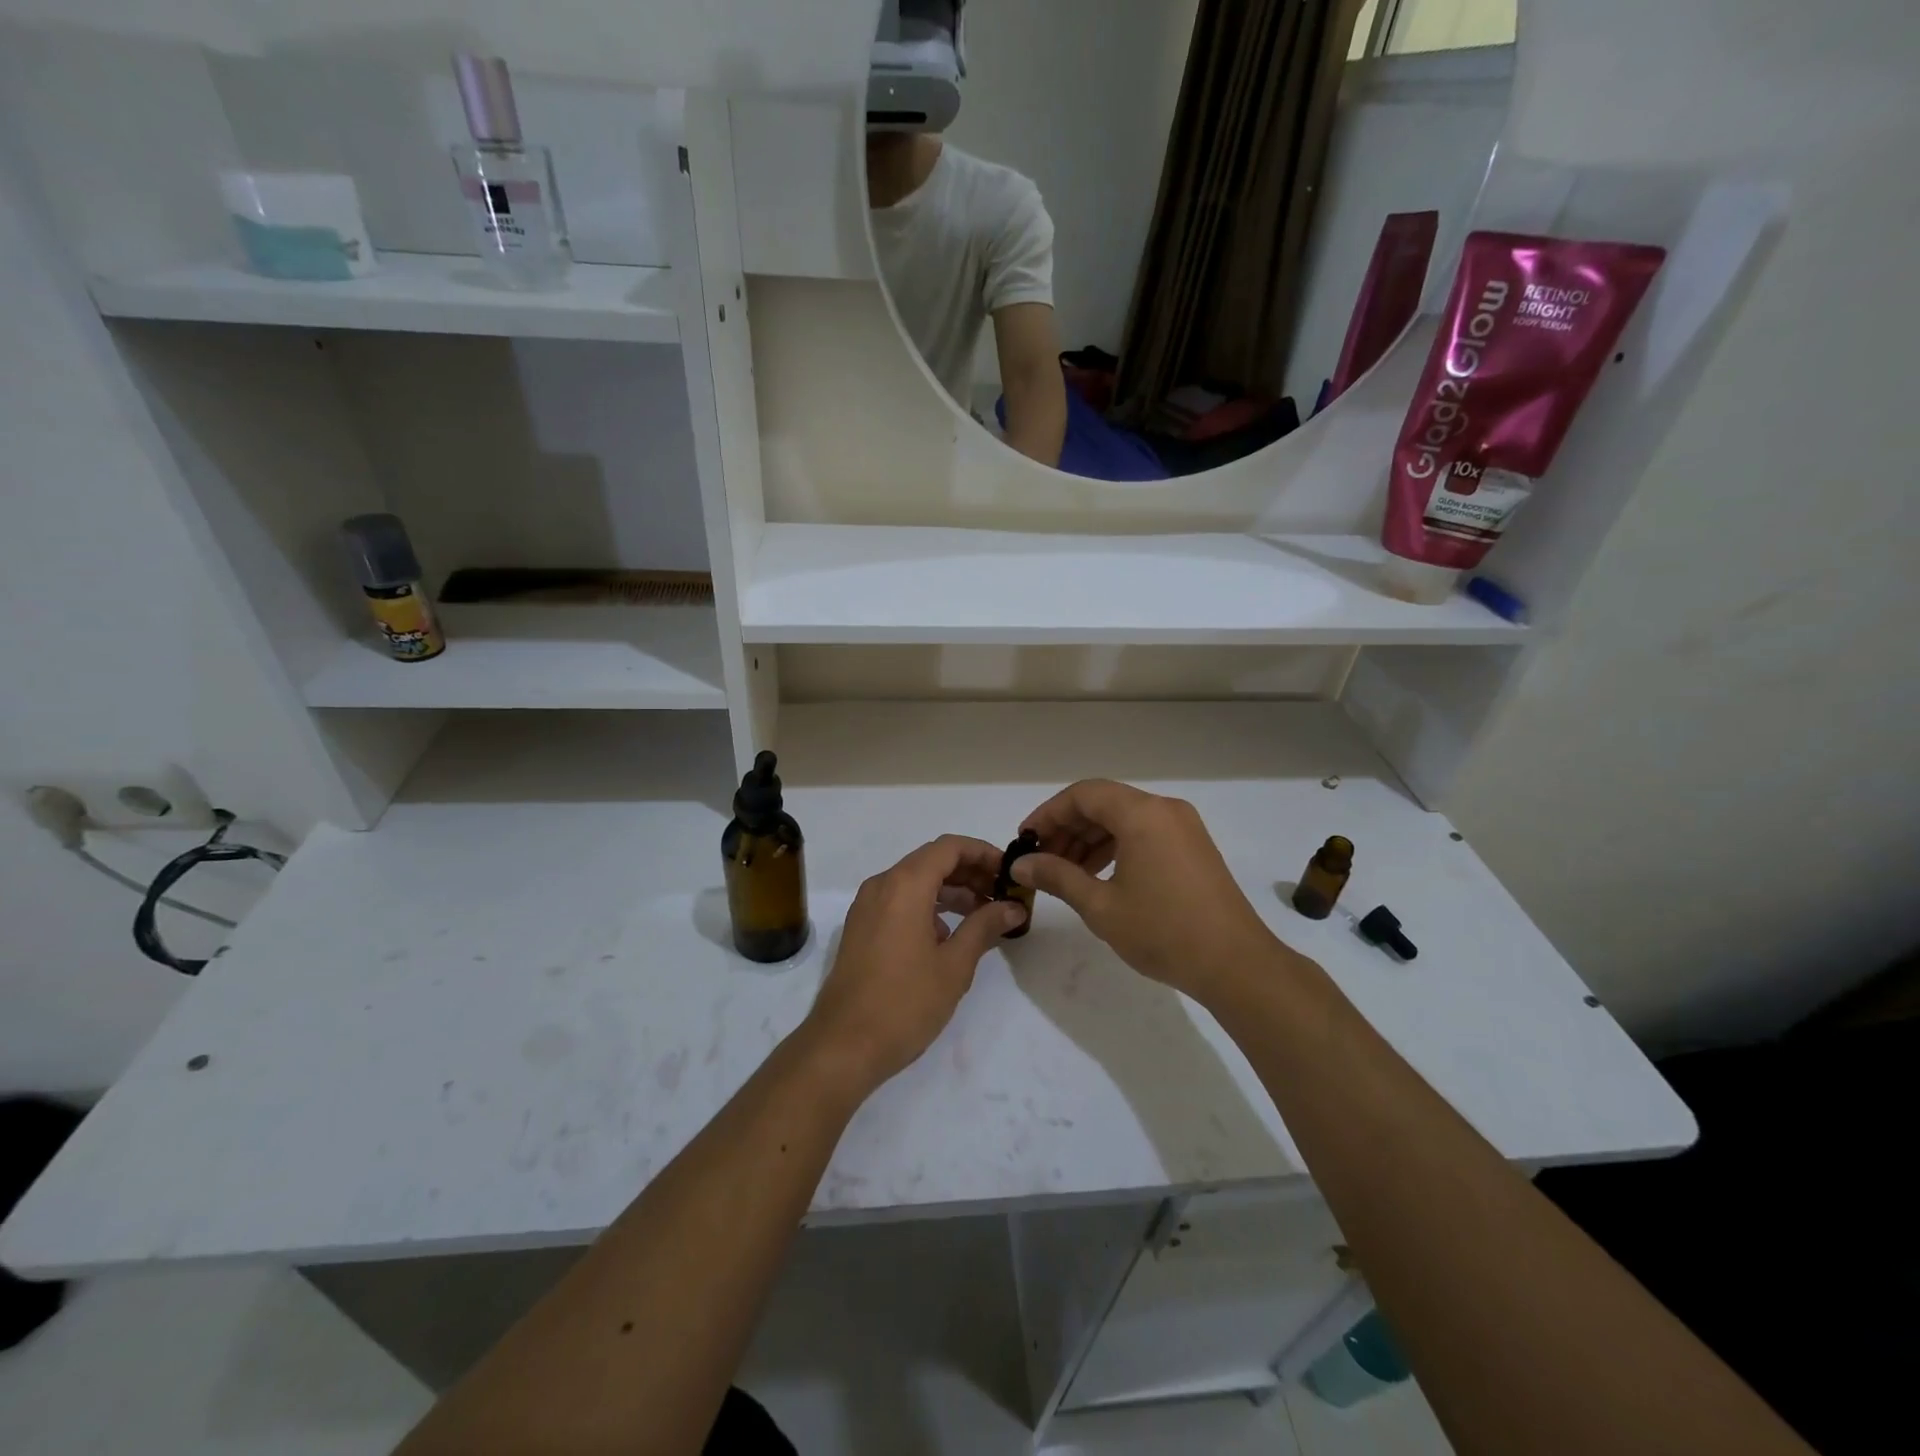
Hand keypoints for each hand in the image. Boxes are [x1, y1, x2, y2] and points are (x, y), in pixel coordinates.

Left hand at [802, 835, 1026, 1095]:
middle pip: (932, 861)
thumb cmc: (905, 1003)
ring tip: (984, 915)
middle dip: (970, 873)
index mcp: (904, 885)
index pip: (949, 847)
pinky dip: (928, 906)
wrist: (843, 1046)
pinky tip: (949, 936)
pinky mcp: (861, 928)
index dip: (983, 853)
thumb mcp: (954, 965)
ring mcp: (866, 907)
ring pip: (915, 882)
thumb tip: (1013, 907)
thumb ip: (984, 926)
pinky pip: (899, 901)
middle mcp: (882, 885)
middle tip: (1003, 895)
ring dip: (951, 891)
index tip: (1010, 872)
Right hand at [1012, 780, 1281, 1001]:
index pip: (1083, 795)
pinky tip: (1098, 875)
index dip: (1048, 813)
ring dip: (1090, 839)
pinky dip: (1116, 846)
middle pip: (1103, 803)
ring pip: (1124, 818)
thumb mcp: (1100, 906)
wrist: (1235, 965)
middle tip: (1041, 860)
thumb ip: (1057, 877)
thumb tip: (1020, 865)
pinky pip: (1144, 832)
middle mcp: (1164, 809)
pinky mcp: (1193, 847)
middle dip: (1068, 828)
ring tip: (1065, 872)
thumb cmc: (1163, 932)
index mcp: (1142, 814)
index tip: (1025, 840)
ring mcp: (1183, 827)